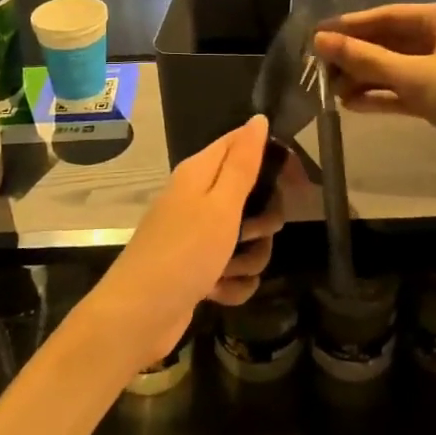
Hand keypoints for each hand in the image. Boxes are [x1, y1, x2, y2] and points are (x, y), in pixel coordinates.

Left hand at [87, 115, 283, 368]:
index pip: (244, 143)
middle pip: (253, 196)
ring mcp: (198, 235)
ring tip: (227, 270)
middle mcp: (199, 198)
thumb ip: (242, 162)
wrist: (139, 316)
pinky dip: (232, 283)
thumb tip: (258, 119)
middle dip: (262, 221)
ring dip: (248, 258)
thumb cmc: (183, 252)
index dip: (274, 158)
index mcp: (201, 172)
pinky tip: (219, 292)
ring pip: (248, 238)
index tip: (296, 183)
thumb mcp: (220, 204)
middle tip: (252, 233)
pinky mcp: (199, 268)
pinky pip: (234, 269)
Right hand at [314, 1, 435, 185]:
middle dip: (357, 56)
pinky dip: (386, 95)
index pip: (388, 15)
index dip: (350, 26)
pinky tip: (355, 105)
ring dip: (368, 78)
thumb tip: (320, 41)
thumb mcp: (415, 76)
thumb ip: (366, 59)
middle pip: (393, 41)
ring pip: (400, 68)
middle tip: (318, 70)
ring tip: (331, 92)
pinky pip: (411, 89)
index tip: (315, 36)